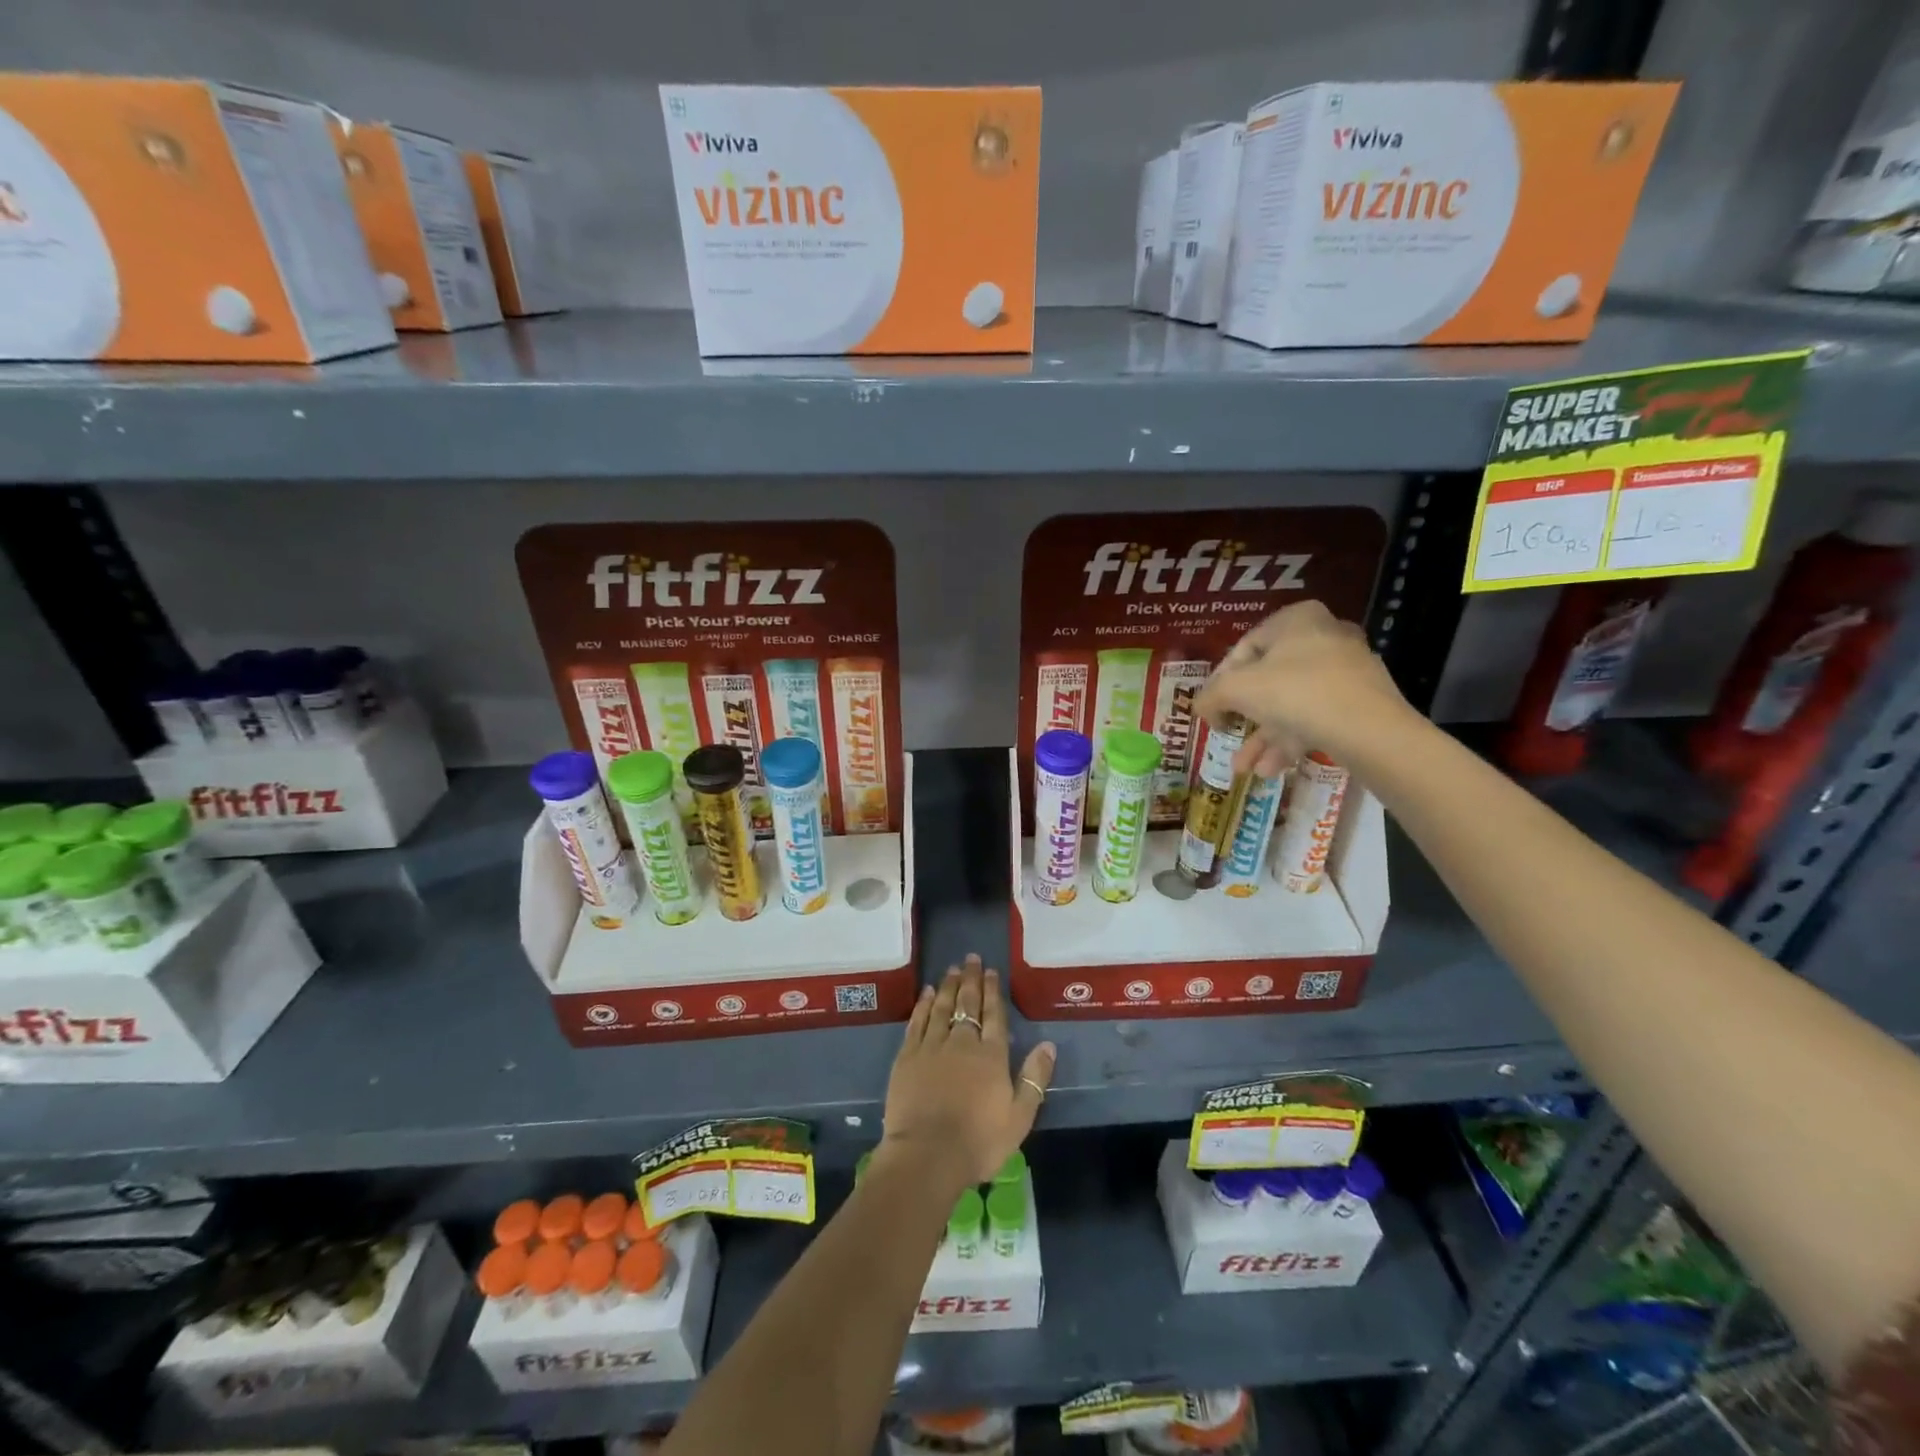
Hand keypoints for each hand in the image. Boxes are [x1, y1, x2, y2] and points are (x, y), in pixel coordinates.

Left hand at [879, 955, 1055, 1191]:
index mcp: (992, 1055)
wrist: (927, 1155)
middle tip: (972, 958)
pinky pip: (917, 1021)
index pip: (994, 1014)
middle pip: (968, 1003)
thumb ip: (1034, 1078)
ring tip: (953, 968)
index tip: (992, 971)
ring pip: (942, 1006)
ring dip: (949, 985)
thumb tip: (1048, 1044)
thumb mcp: (1019, 1117)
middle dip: (972, 979)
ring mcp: (932, 1046)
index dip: (994, 991)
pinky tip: (928, 993)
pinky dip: (924, 1004)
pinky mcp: (908, 1055)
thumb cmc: (979, 1141)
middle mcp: (962, 1041)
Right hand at [1194, 601, 1415, 777]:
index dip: (1220, 681)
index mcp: (1296, 619)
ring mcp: (1346, 670)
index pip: (1244, 648)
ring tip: (1243, 768)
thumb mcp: (1237, 690)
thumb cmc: (1295, 693)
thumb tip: (1200, 706)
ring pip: (1291, 703)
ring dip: (1263, 736)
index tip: (1211, 709)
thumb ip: (1211, 695)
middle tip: (1228, 735)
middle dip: (1244, 716)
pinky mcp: (1360, 702)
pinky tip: (1270, 771)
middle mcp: (1324, 636)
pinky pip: (1314, 717)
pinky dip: (1289, 741)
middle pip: (1268, 678)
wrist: (1369, 729)